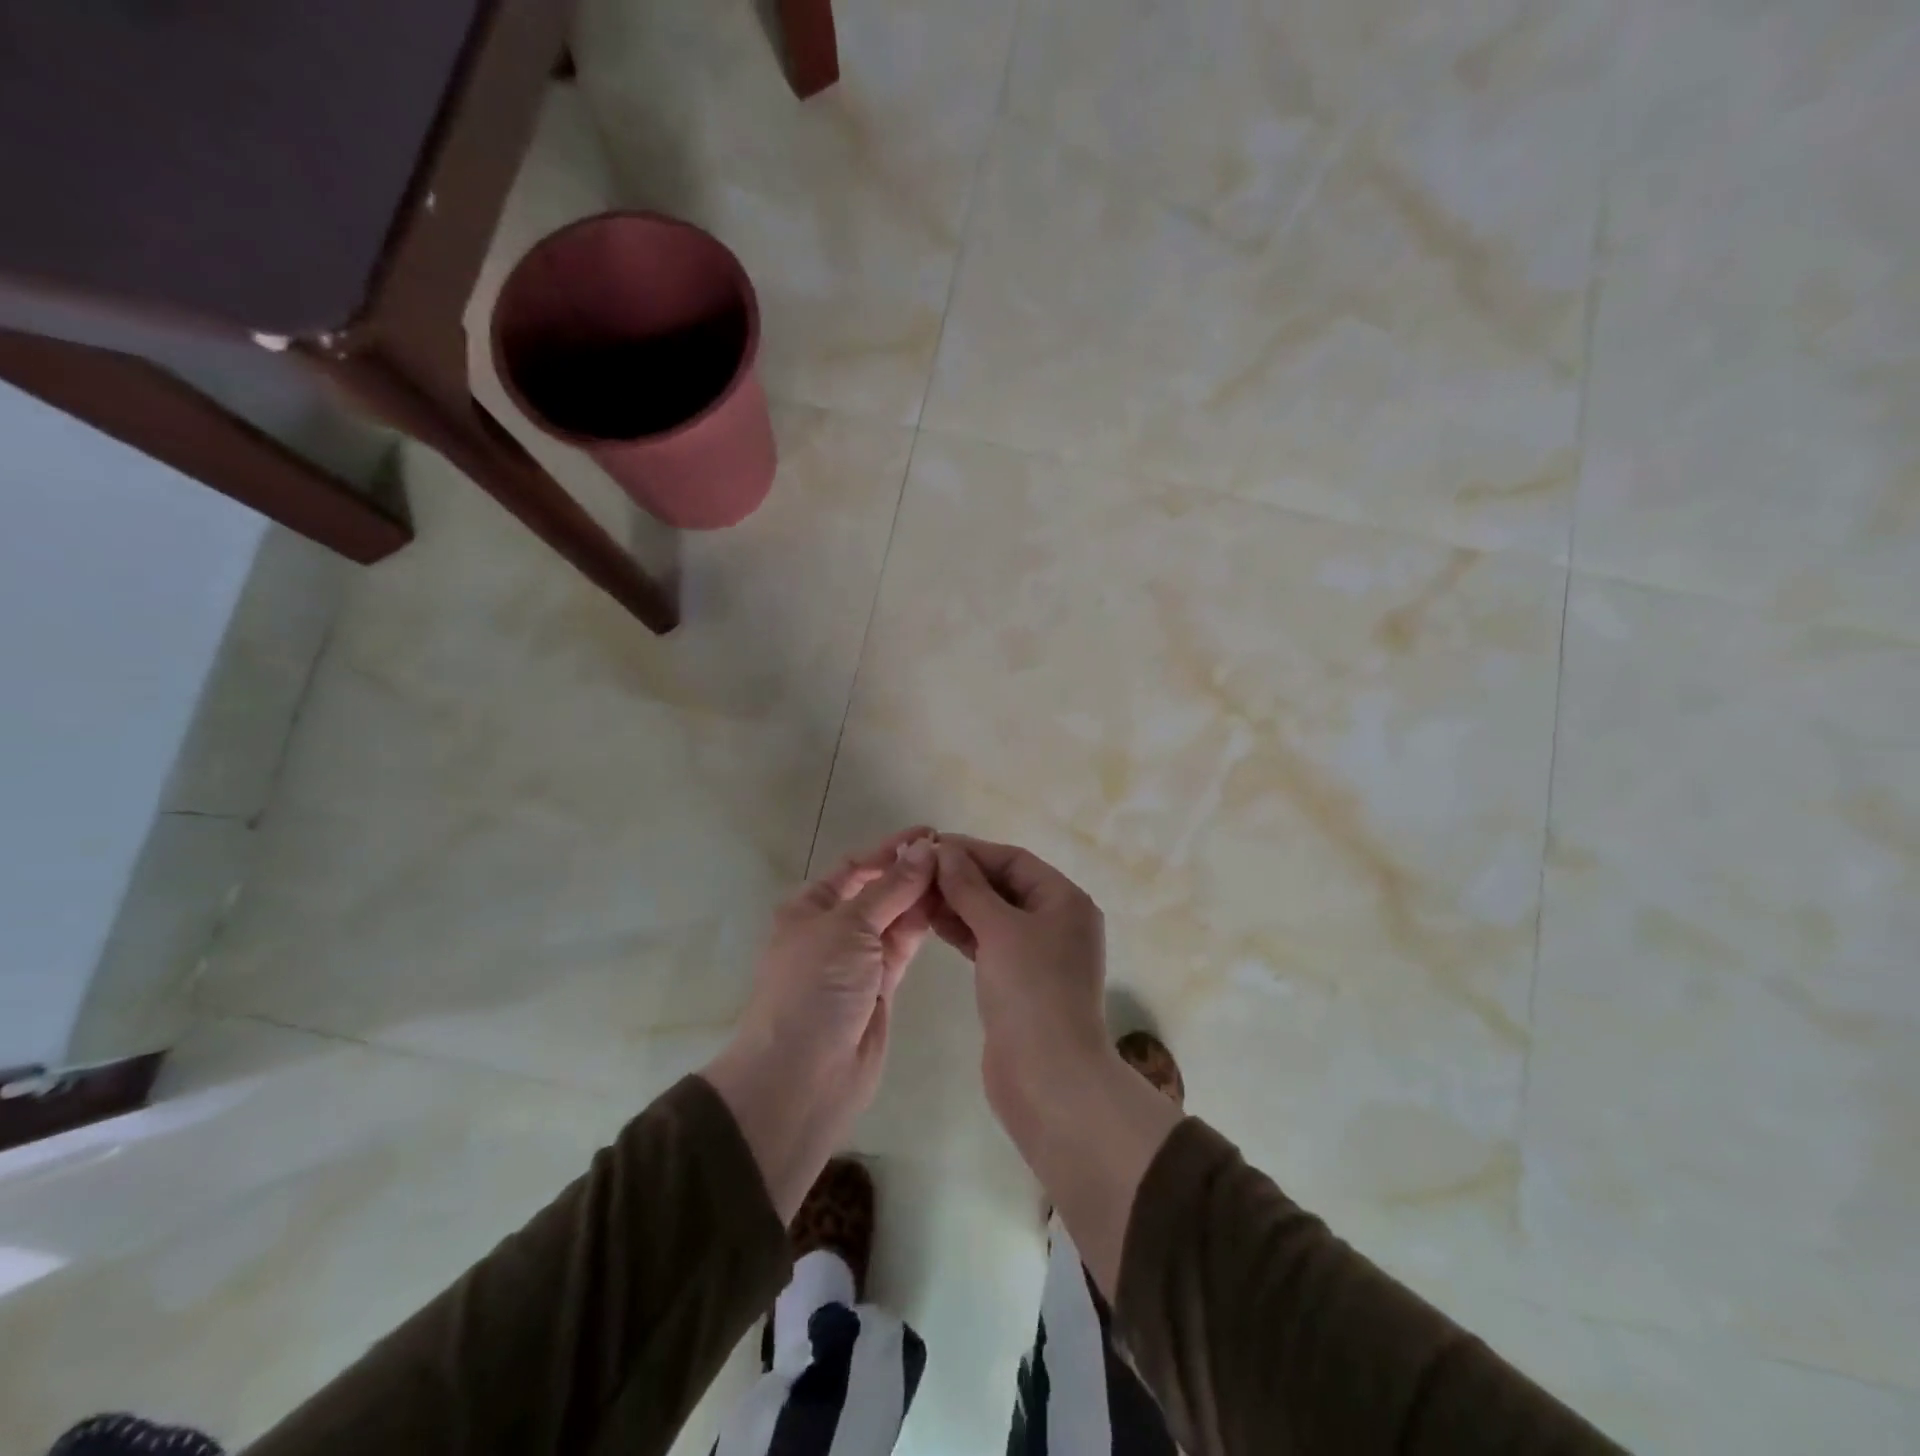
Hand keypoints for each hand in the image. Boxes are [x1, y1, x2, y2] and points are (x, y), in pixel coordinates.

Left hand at [703, 827, 938, 1218]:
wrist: (802, 1076)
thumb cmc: (814, 987)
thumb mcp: (849, 927)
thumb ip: (892, 888)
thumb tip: (926, 848)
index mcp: (811, 907)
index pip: (857, 866)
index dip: (891, 849)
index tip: (931, 833)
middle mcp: (833, 928)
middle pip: (878, 890)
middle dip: (911, 872)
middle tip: (956, 857)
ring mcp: (858, 959)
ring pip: (895, 918)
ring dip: (921, 897)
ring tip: (959, 877)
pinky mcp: (881, 987)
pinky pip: (903, 946)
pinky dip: (923, 926)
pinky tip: (949, 907)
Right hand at [930, 834, 1112, 1129]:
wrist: (1048, 1078)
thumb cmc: (1031, 990)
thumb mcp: (999, 929)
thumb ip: (969, 887)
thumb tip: (944, 850)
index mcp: (1065, 900)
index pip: (1014, 860)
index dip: (972, 850)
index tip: (929, 846)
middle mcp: (1057, 921)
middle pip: (1004, 885)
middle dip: (962, 877)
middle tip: (917, 871)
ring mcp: (1039, 954)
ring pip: (994, 915)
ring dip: (959, 903)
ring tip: (918, 894)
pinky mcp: (1019, 981)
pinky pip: (989, 942)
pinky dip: (964, 931)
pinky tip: (933, 923)